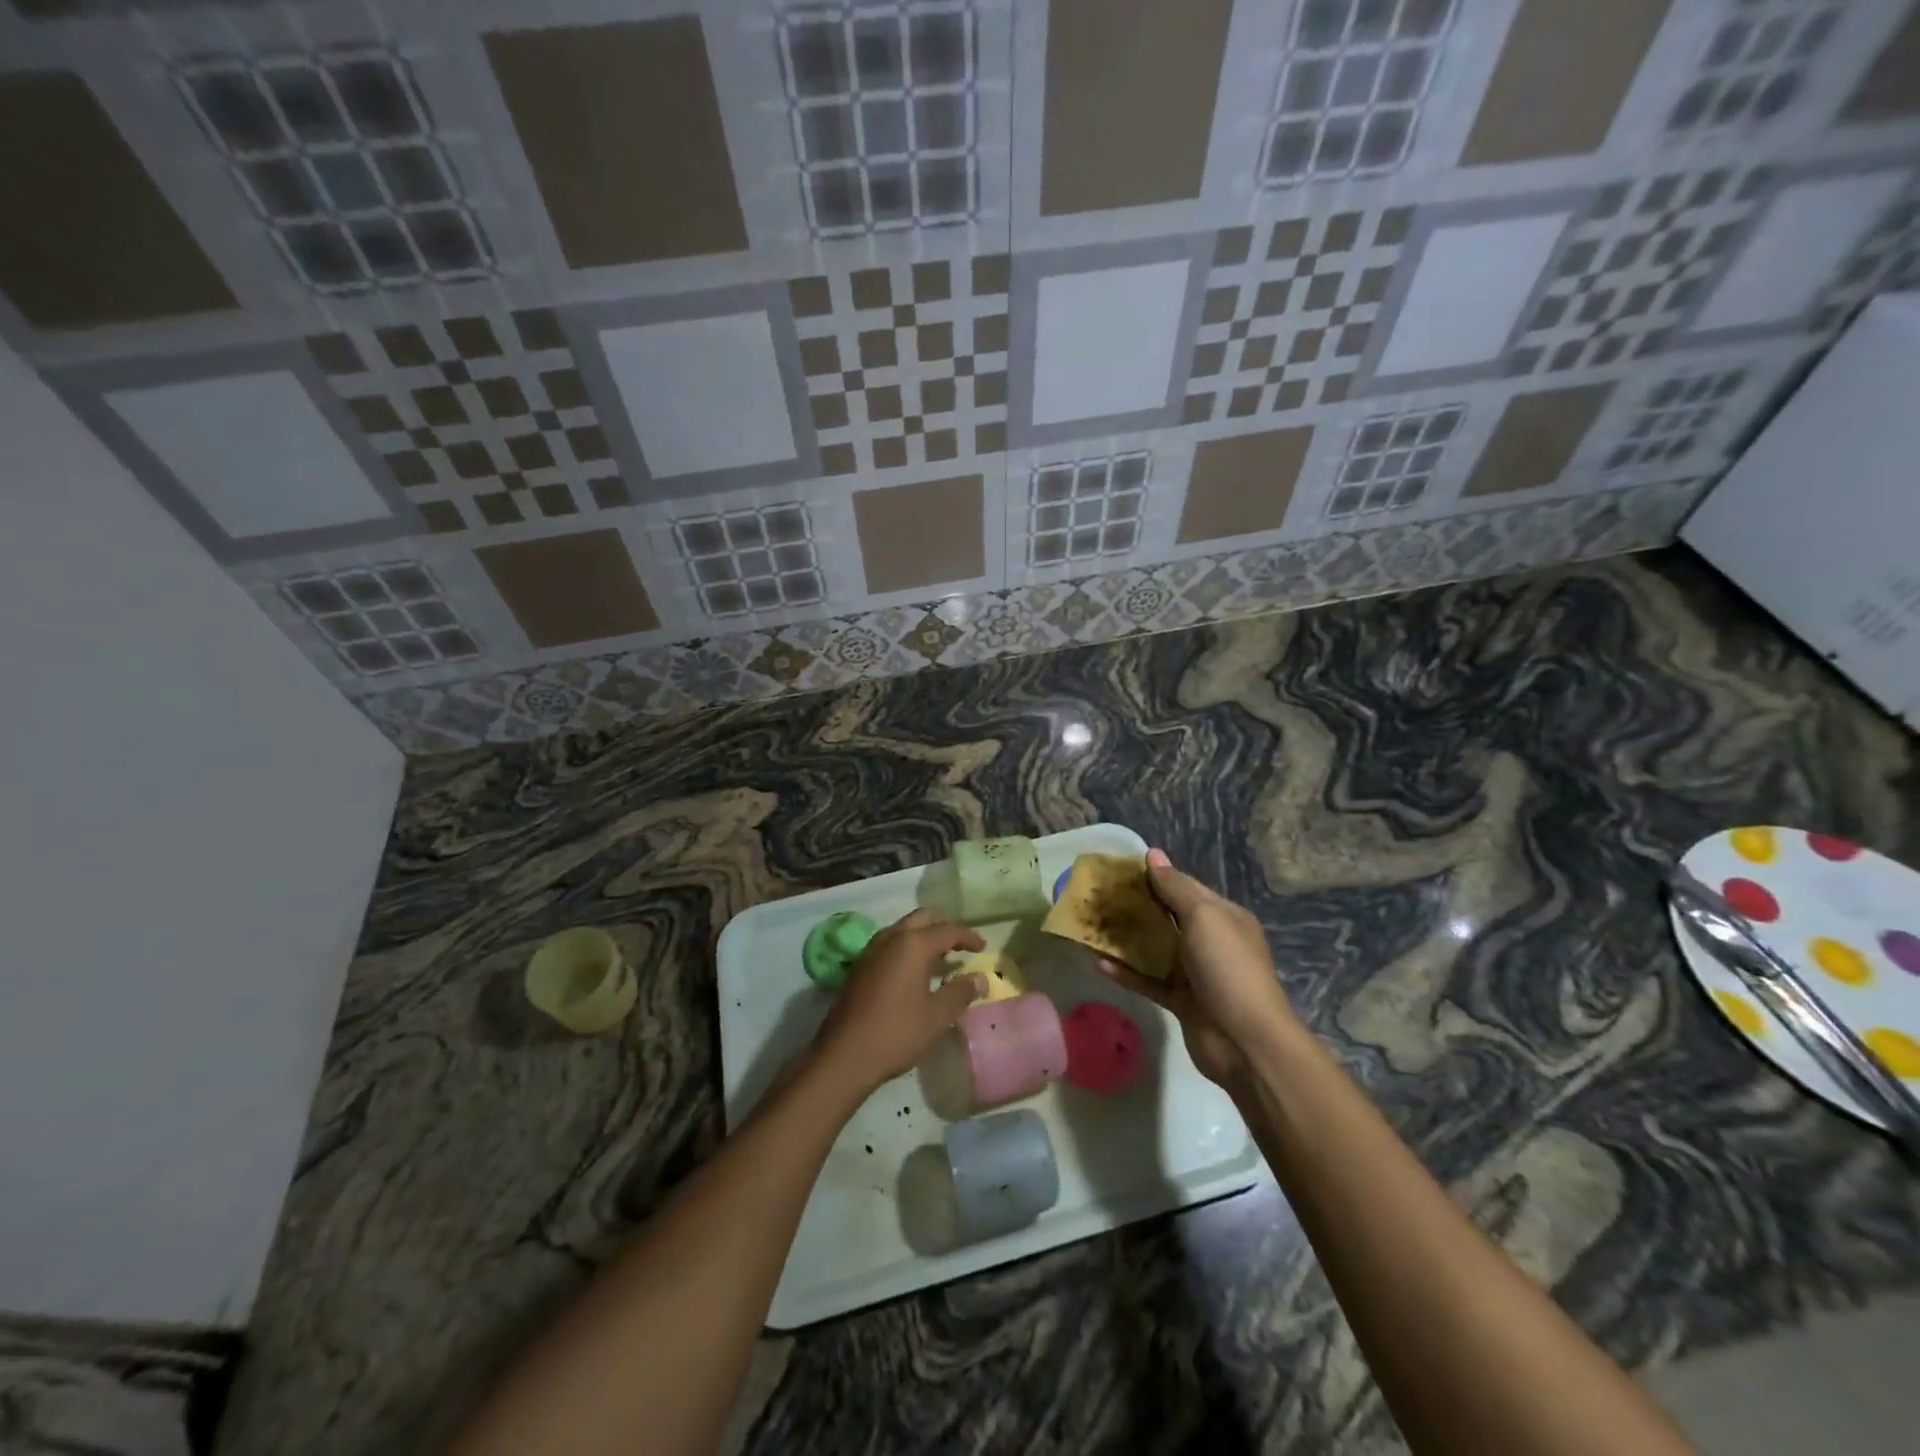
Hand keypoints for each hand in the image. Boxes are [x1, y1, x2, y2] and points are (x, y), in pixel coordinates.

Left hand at [812, 909, 984, 1092]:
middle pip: (923, 918)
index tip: (983, 947)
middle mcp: (891, 937)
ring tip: (941, 958)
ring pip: (903, 929)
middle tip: (961, 945)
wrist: (843, 1055)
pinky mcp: (860, 965)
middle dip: (944, 927)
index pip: (948, 929)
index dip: (968, 936)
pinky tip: (914, 972)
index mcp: (912, 944)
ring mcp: (871, 950)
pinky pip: (890, 943)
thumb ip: (960, 992)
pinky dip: (907, 947)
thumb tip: (981, 979)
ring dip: (924, 936)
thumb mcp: (936, 1016)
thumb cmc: (896, 1033)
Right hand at [1094, 848, 1294, 1088]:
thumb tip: (1152, 854)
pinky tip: (1098, 963)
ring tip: (1090, 928)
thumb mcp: (1204, 917)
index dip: (1153, 877)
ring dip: (1125, 939)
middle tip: (1098, 898)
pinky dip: (1126, 972)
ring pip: (1154, 949)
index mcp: (1222, 916)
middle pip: (1166, 917)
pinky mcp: (1180, 1001)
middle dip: (1134, 907)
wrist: (1245, 1042)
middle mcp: (1209, 941)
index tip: (1117, 871)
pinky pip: (1148, 980)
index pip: (1184, 887)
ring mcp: (1195, 973)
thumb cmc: (1227, 968)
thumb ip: (1175, 887)